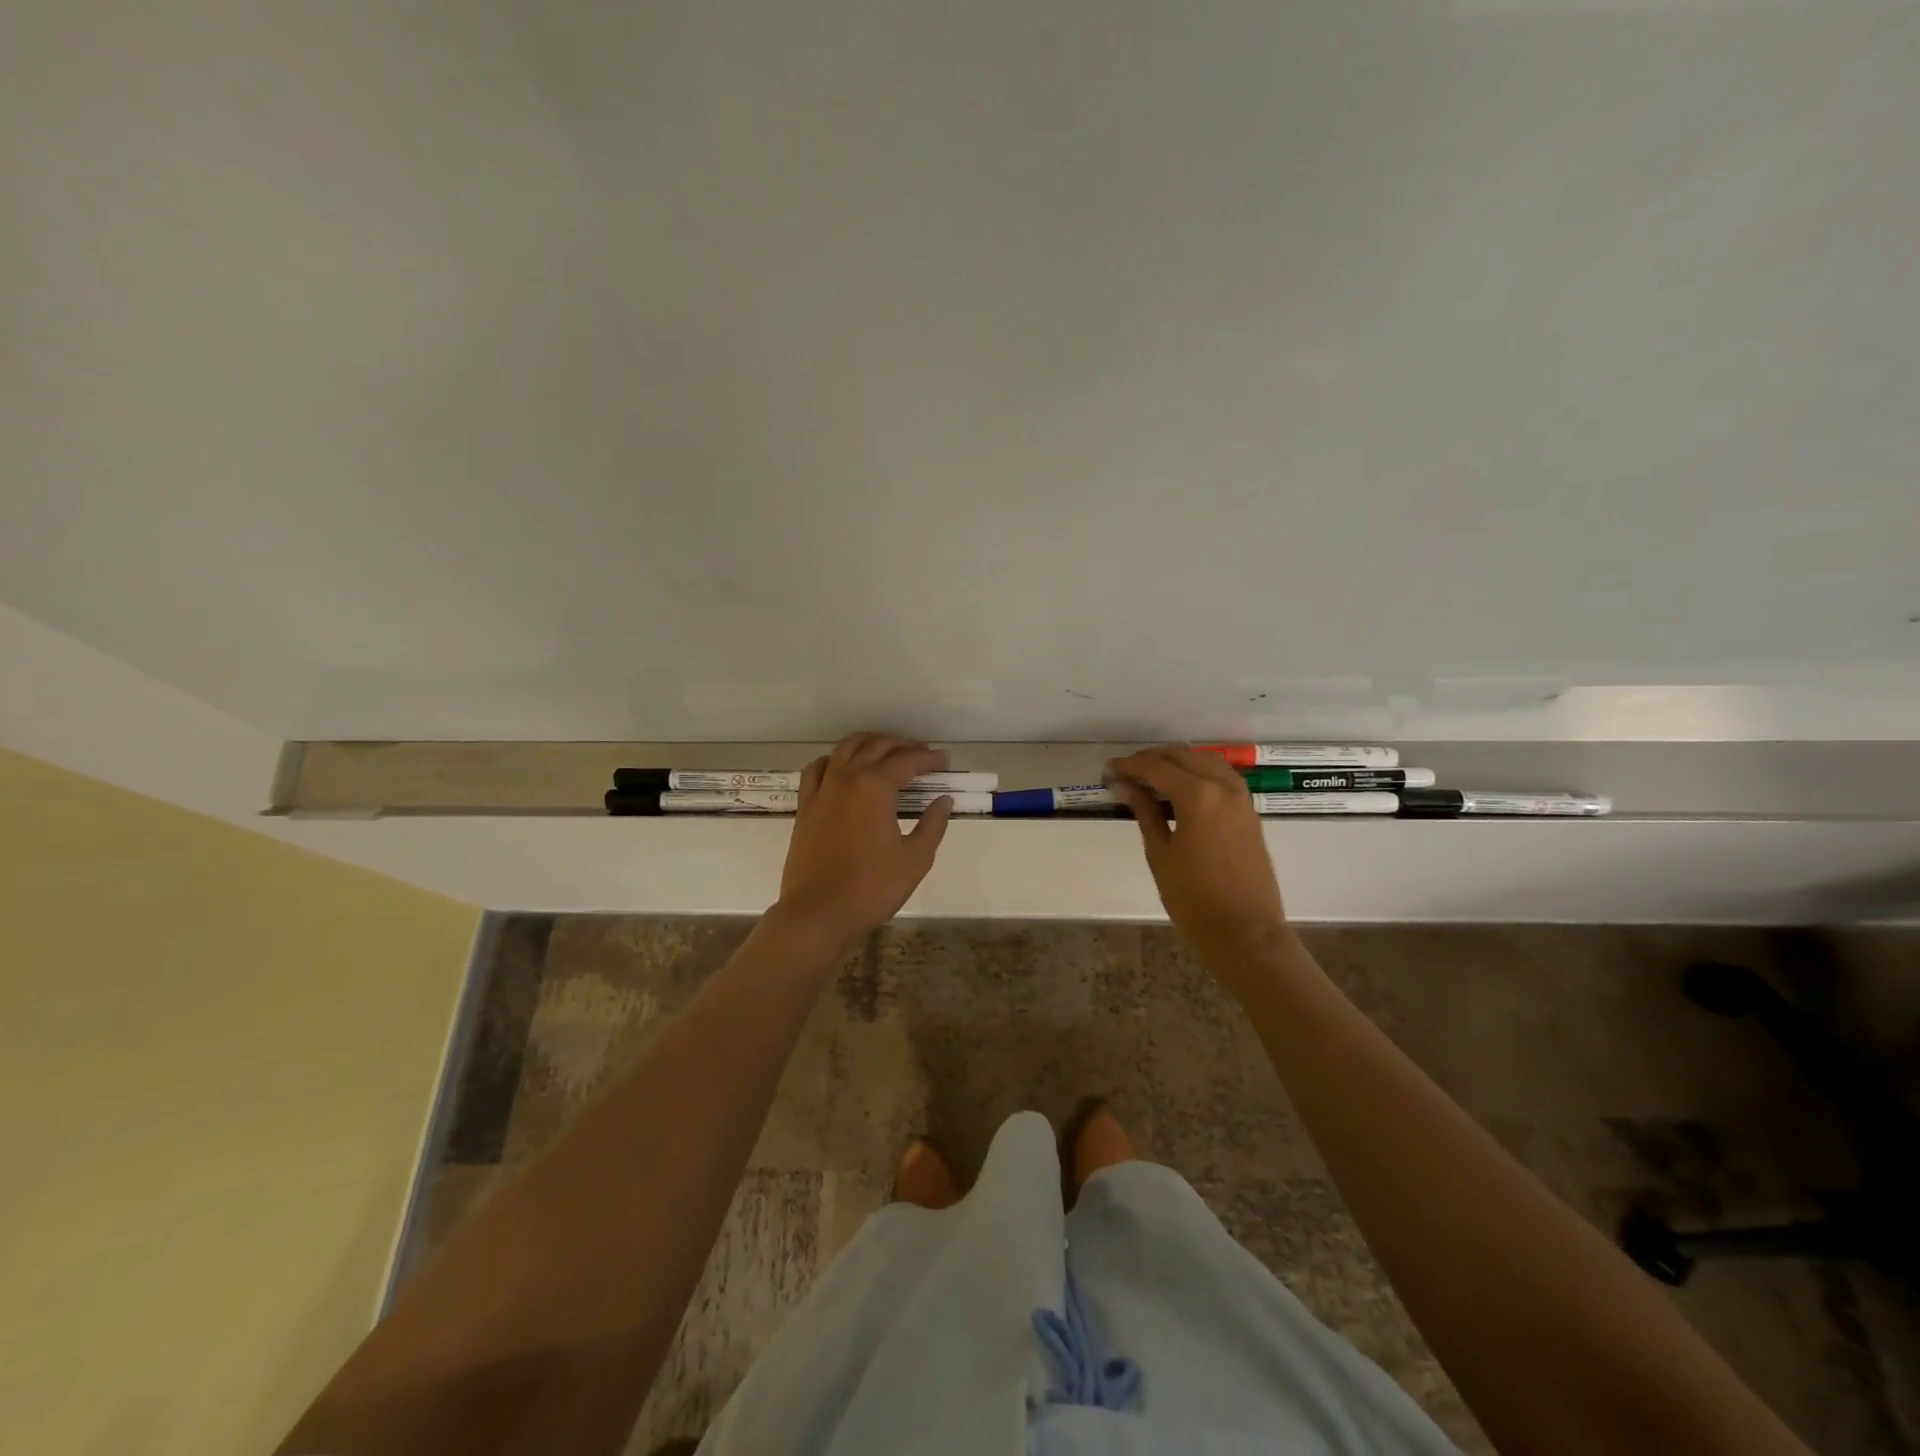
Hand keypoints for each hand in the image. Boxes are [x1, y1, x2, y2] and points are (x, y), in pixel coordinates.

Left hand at [774, 734, 954, 947]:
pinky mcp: (805, 806)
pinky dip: (833, 760)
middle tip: (921, 754)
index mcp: (875, 787)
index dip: (928, 758)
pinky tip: (841, 767)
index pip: (907, 761)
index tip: (944, 760)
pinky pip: (817, 769)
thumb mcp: (915, 859)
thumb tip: (943, 801)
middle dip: (901, 745)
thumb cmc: (871, 887)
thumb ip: (932, 825)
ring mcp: (822, 790)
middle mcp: (847, 778)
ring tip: (885, 751)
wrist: (818, 912)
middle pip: (876, 746)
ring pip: (845, 749)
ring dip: (868, 743)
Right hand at [1108, 745, 1288, 970]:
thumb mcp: (1160, 853)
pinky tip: (1180, 791)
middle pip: (1183, 755)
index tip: (1109, 770)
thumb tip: (1125, 785)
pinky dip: (1198, 774)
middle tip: (1126, 773)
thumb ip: (1145, 812)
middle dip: (1152, 759)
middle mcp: (1223, 787)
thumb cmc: (1193, 898)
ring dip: (1177, 762)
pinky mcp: (1249, 812)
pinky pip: (1221, 777)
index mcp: (1198, 795)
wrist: (1246, 933)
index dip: (1129, 765)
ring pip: (1205, 761)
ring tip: (1151, 779)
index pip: (1156, 766)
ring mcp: (1241, 798)